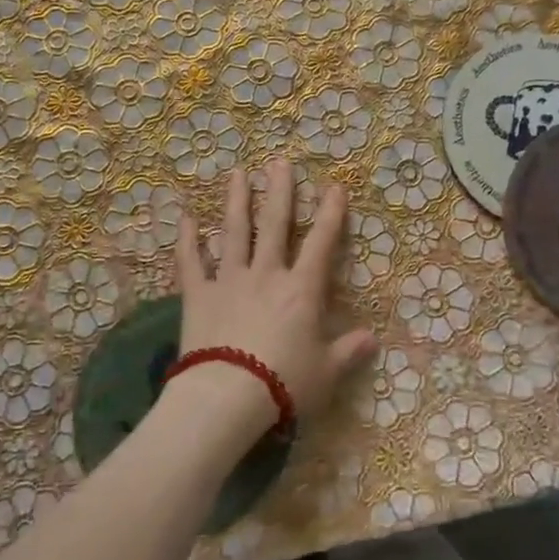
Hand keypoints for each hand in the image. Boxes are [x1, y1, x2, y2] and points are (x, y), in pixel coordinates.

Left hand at [172, 161, 377, 440]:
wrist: (227, 398)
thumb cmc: (284, 384)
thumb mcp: (326, 372)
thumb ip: (348, 351)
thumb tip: (373, 339)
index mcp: (301, 290)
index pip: (321, 243)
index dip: (331, 214)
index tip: (335, 187)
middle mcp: (266, 275)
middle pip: (274, 225)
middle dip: (280, 192)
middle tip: (279, 162)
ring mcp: (229, 281)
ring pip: (233, 233)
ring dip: (236, 202)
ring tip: (238, 174)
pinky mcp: (198, 297)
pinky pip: (191, 263)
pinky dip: (187, 241)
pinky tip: (186, 218)